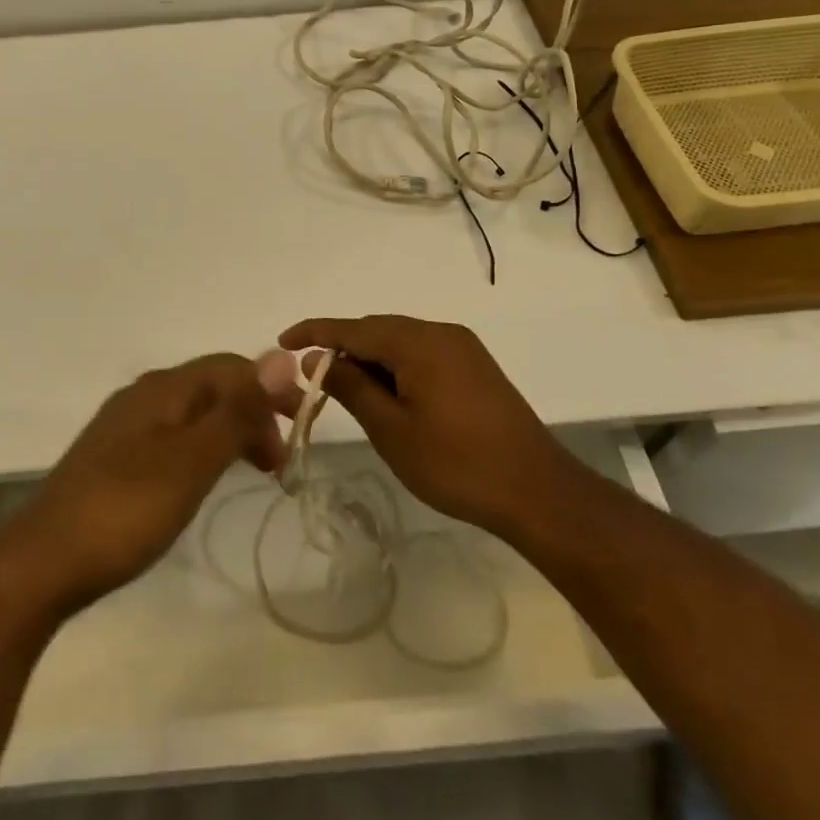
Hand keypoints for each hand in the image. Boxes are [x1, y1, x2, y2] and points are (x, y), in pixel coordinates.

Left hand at [0, 355, 287, 615]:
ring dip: (230, 432)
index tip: (302, 431)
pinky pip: (174, 437)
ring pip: (193, 413)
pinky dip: (203, 449)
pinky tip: (204, 478)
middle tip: (279, 462)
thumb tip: (282, 356)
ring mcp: (125, 426)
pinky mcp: (114, 457)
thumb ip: (237, 411)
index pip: (231, 367)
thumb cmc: (126, 509)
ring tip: (254, 470)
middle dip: (253, 413)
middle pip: (213, 387)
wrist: (44, 560)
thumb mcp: (192, 460)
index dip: (271, 390)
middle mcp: (144, 395)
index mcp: (164, 388)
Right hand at [279, 314, 580, 539]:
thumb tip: (319, 358)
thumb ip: (352, 387)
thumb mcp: (391, 430)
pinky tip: (388, 394)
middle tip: (313, 377)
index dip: (314, 332)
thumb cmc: (456, 464)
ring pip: (400, 342)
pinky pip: (422, 353)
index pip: (352, 328)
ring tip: (347, 390)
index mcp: (417, 341)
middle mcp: (439, 332)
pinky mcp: (475, 366)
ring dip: (370, 359)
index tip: (282, 341)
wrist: (538, 491)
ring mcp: (461, 347)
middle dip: (342, 348)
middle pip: (377, 330)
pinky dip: (396, 367)